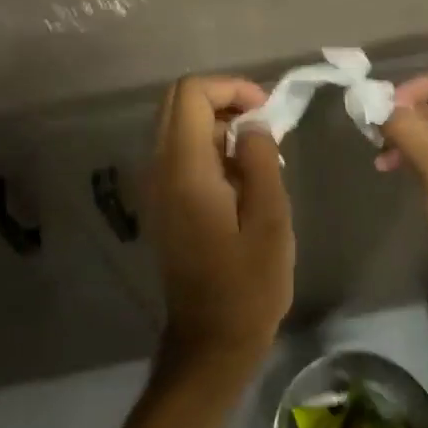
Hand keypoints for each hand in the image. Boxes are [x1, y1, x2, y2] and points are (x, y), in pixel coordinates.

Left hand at [148, 76, 294, 379]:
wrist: (212, 339)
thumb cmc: (249, 284)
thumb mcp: (270, 218)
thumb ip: (260, 160)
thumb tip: (252, 124)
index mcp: (184, 170)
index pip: (190, 94)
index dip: (230, 88)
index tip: (266, 112)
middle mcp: (160, 170)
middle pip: (178, 103)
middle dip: (224, 101)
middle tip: (265, 125)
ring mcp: (157, 188)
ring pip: (179, 127)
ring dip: (219, 125)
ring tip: (262, 153)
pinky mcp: (164, 203)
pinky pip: (181, 154)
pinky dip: (211, 148)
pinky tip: (244, 176)